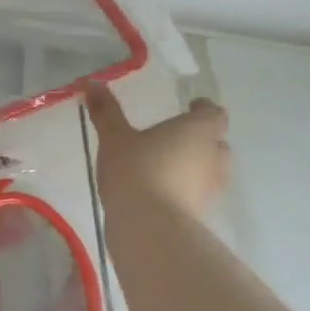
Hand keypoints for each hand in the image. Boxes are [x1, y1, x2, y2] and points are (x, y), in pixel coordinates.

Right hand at [85, 83, 230, 218]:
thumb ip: (106, 112)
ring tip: (167, 167)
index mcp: (199, 129)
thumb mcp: (114, 138)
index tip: (188, 108)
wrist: (149, 227)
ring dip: (194, 166)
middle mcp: (215, 155)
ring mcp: (213, 187)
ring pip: (210, 169)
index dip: (202, 110)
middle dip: (199, 139)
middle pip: (216, 141)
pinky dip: (186, 190)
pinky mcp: (203, 213)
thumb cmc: (135, 171)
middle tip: (174, 139)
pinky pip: (198, 194)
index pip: (213, 113)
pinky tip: (161, 193)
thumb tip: (93, 83)